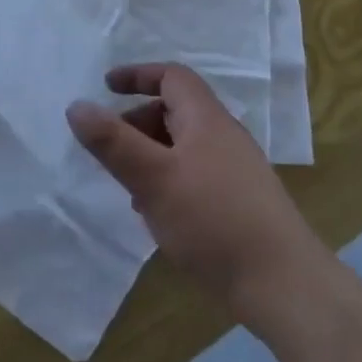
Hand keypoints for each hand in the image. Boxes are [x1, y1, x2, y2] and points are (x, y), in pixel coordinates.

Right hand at [67, 63, 317, 324]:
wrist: (285, 286)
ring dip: (151, 155)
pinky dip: (169, 179)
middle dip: (138, 122)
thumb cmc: (214, 220)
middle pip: (175, 110)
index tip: (106, 87)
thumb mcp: (153, 179)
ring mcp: (236, 170)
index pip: (172, 76)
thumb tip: (76, 105)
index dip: (137, 76)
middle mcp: (224, 136)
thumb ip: (113, 142)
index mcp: (206, 118)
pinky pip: (195, 174)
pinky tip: (160, 216)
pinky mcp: (241, 203)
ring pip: (183, 146)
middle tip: (110, 149)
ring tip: (130, 188)